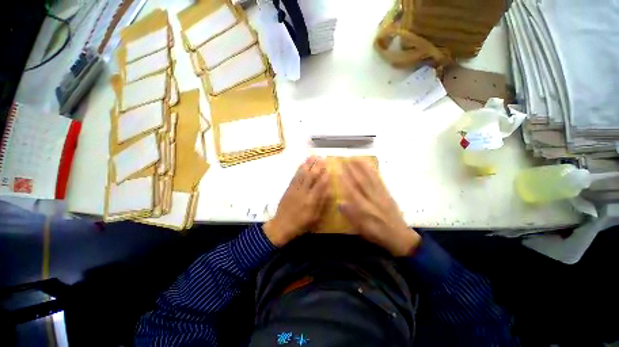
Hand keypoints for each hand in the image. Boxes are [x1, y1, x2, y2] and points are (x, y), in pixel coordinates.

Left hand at [263, 156, 330, 246]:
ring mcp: (294, 189)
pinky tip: (302, 164)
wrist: (281, 225)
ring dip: (308, 164)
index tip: (329, 167)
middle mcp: (303, 192)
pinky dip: (299, 169)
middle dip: (317, 166)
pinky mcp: (288, 188)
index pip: (320, 185)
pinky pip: (295, 176)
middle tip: (322, 157)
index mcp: (311, 201)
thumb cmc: (301, 224)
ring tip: (313, 156)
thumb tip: (329, 190)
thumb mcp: (315, 217)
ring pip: (302, 174)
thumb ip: (322, 203)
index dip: (325, 175)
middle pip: (311, 176)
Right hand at [339, 159, 419, 255]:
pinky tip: (369, 165)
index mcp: (365, 208)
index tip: (338, 170)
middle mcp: (372, 198)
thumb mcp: (361, 229)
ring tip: (355, 158)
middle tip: (345, 159)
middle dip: (352, 169)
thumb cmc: (377, 233)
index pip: (353, 191)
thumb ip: (350, 215)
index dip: (345, 180)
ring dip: (362, 167)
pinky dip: (373, 171)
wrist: (399, 236)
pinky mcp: (387, 193)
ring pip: (370, 178)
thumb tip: (340, 202)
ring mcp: (381, 194)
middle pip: (361, 181)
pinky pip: (379, 180)